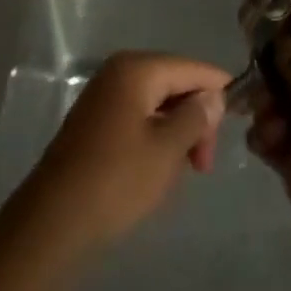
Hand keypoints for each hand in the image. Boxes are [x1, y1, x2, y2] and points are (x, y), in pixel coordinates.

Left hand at [23, 51, 229, 256]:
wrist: (53, 222)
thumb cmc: (116, 179)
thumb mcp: (167, 149)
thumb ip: (196, 117)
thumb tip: (213, 96)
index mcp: (137, 68)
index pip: (192, 68)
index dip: (218, 91)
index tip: (238, 125)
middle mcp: (119, 72)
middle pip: (175, 82)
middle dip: (195, 117)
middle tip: (203, 163)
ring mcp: (104, 96)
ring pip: (157, 103)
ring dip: (176, 131)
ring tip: (182, 170)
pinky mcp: (95, 122)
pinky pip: (138, 117)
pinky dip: (155, 137)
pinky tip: (159, 168)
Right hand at [247, 36, 290, 278]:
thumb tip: (284, 39)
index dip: (288, 42)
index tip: (259, 48)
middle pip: (290, 74)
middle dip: (270, 85)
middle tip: (262, 102)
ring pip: (277, 105)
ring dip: (265, 115)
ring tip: (270, 135)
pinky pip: (272, 137)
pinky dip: (265, 139)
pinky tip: (264, 150)